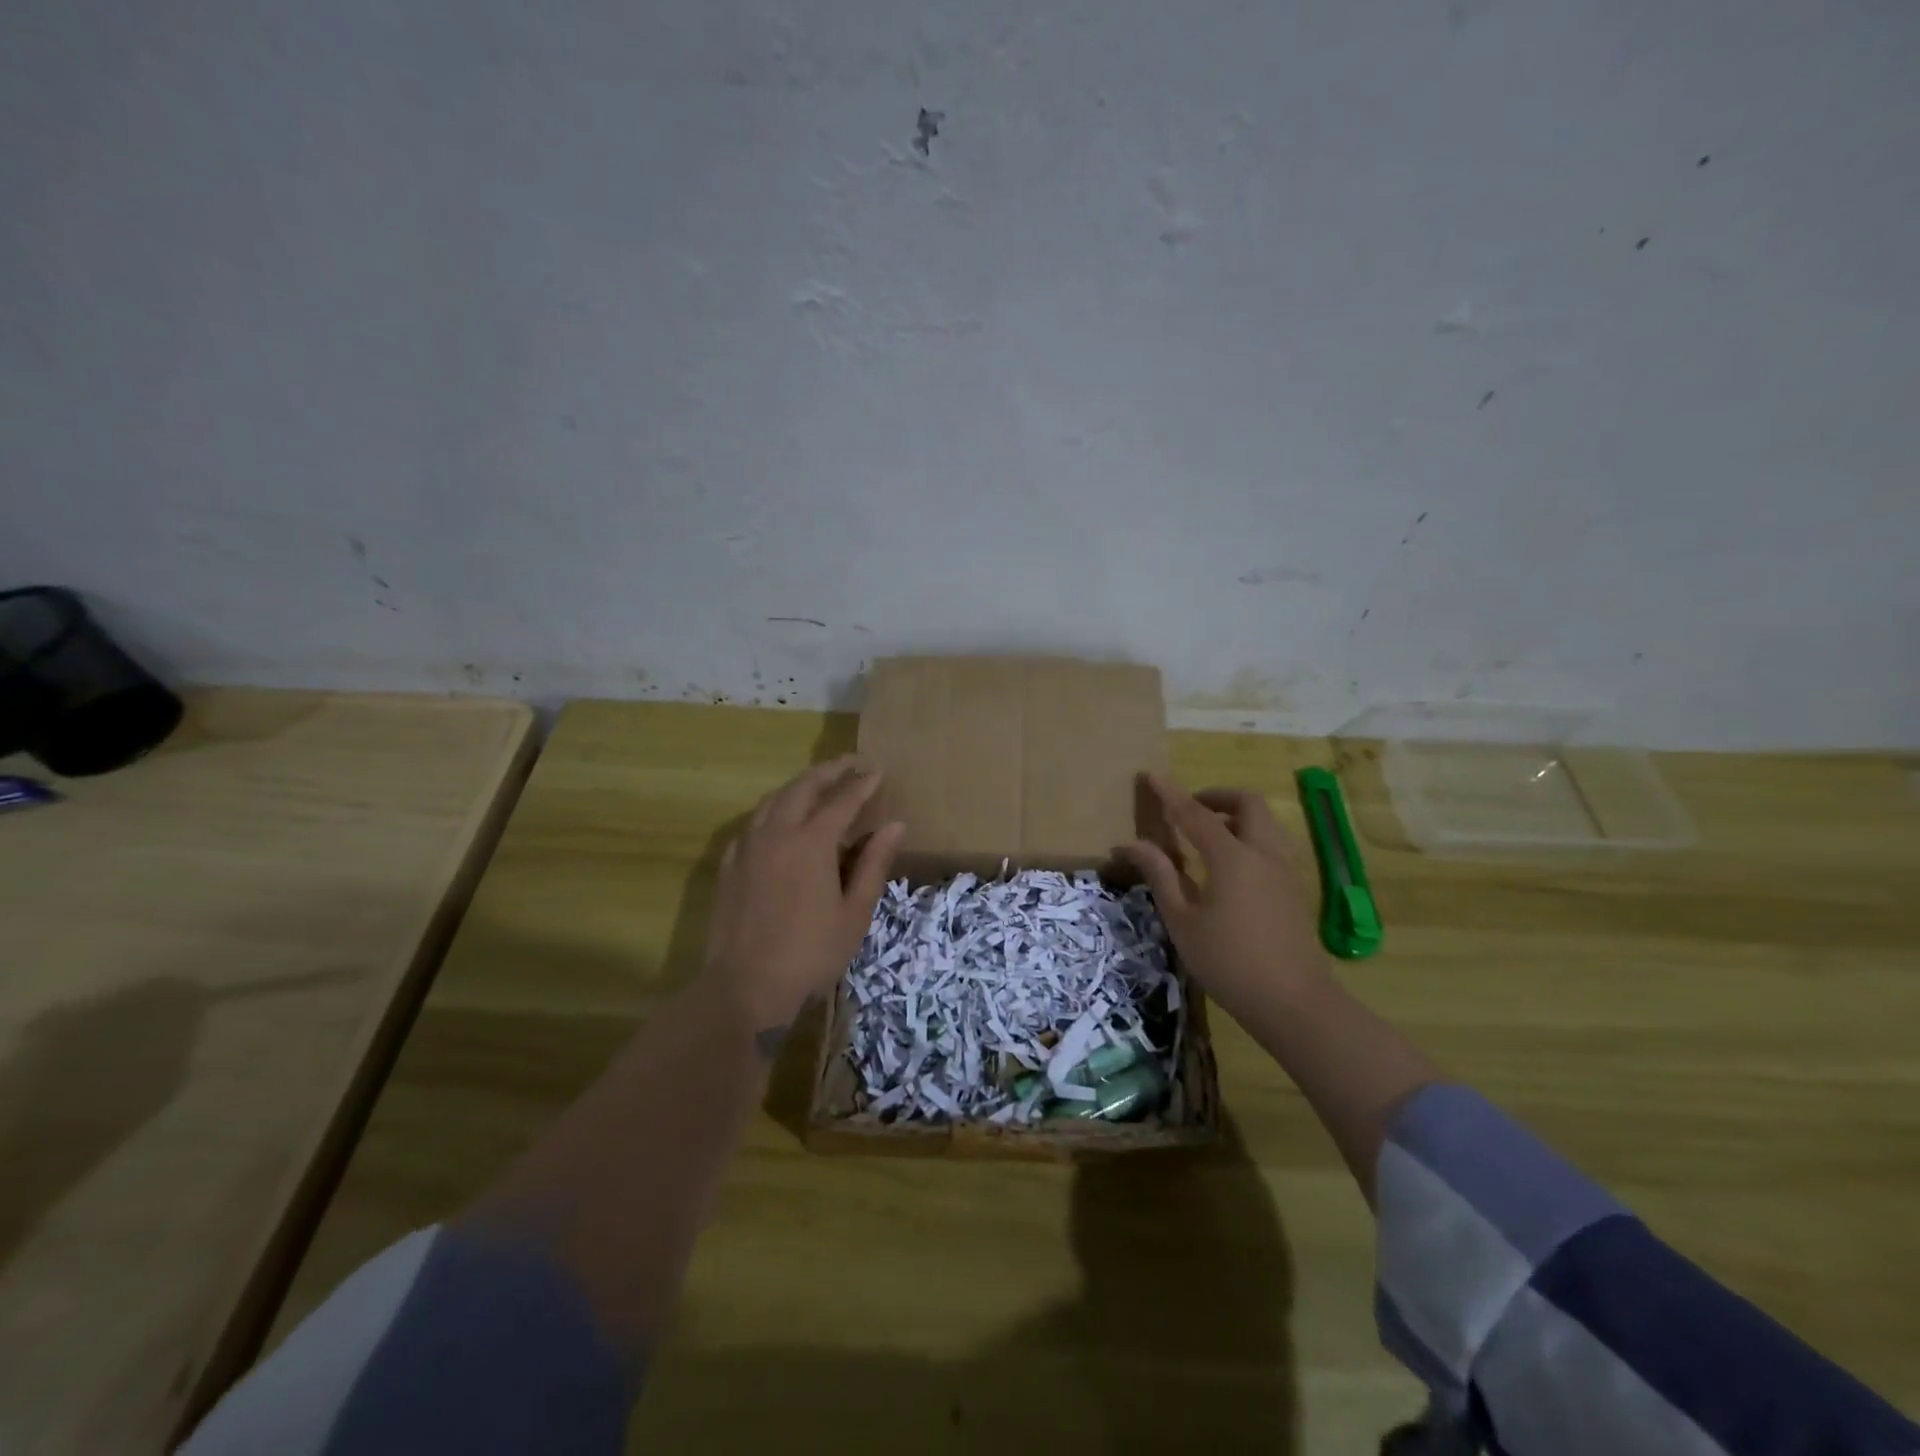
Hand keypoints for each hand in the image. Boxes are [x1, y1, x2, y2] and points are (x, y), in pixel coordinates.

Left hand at [700, 755, 905, 1036]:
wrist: (744, 986)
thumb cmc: (810, 954)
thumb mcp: (854, 913)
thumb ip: (874, 864)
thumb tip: (896, 825)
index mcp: (811, 842)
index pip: (842, 800)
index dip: (863, 784)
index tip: (879, 771)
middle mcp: (777, 832)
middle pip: (804, 787)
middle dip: (830, 771)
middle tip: (851, 763)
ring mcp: (748, 846)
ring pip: (774, 799)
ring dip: (800, 784)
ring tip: (819, 783)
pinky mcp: (730, 864)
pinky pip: (754, 821)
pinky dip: (774, 808)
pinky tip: (781, 819)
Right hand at [1118, 773, 1326, 1019]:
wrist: (1293, 1002)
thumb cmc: (1228, 962)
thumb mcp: (1183, 920)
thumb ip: (1160, 875)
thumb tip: (1132, 843)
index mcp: (1232, 857)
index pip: (1195, 813)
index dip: (1170, 793)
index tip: (1151, 775)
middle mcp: (1263, 853)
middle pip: (1247, 803)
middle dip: (1216, 796)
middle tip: (1189, 809)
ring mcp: (1286, 870)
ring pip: (1265, 821)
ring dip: (1236, 815)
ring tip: (1208, 834)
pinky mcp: (1295, 888)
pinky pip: (1273, 843)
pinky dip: (1250, 836)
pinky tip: (1231, 865)